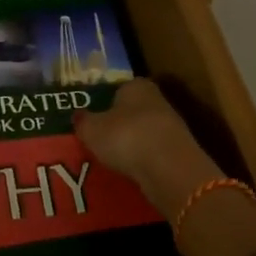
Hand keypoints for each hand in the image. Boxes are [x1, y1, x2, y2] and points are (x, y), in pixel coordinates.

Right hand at [74, 79, 220, 219]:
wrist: (168, 168)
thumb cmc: (125, 137)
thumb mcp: (91, 129)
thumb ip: (83, 121)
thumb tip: (77, 115)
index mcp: (136, 85)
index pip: (118, 88)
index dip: (104, 102)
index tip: (93, 118)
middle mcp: (157, 99)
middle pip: (132, 110)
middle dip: (118, 123)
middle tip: (99, 139)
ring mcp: (171, 126)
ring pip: (144, 131)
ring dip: (131, 143)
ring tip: (112, 158)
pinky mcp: (178, 150)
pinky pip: (153, 152)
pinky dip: (142, 159)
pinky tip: (130, 170)